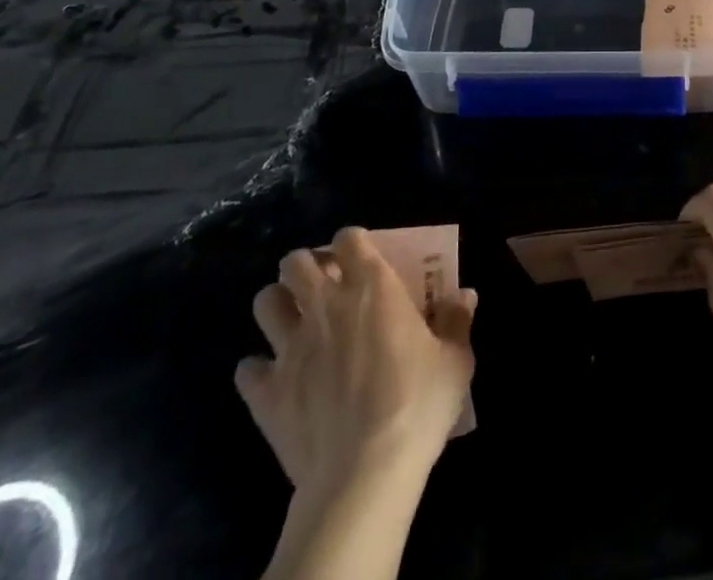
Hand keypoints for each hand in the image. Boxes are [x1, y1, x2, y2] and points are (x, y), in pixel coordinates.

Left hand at [236, 229, 476, 491]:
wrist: (364, 474)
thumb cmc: (417, 405)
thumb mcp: (455, 361)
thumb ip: (457, 322)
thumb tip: (465, 295)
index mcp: (372, 286)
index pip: (349, 238)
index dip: (351, 243)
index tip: (360, 260)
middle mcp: (326, 305)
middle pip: (296, 261)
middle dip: (306, 267)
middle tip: (324, 288)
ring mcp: (291, 347)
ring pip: (265, 301)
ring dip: (278, 306)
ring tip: (294, 322)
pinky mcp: (267, 392)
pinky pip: (247, 369)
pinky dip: (258, 371)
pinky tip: (275, 381)